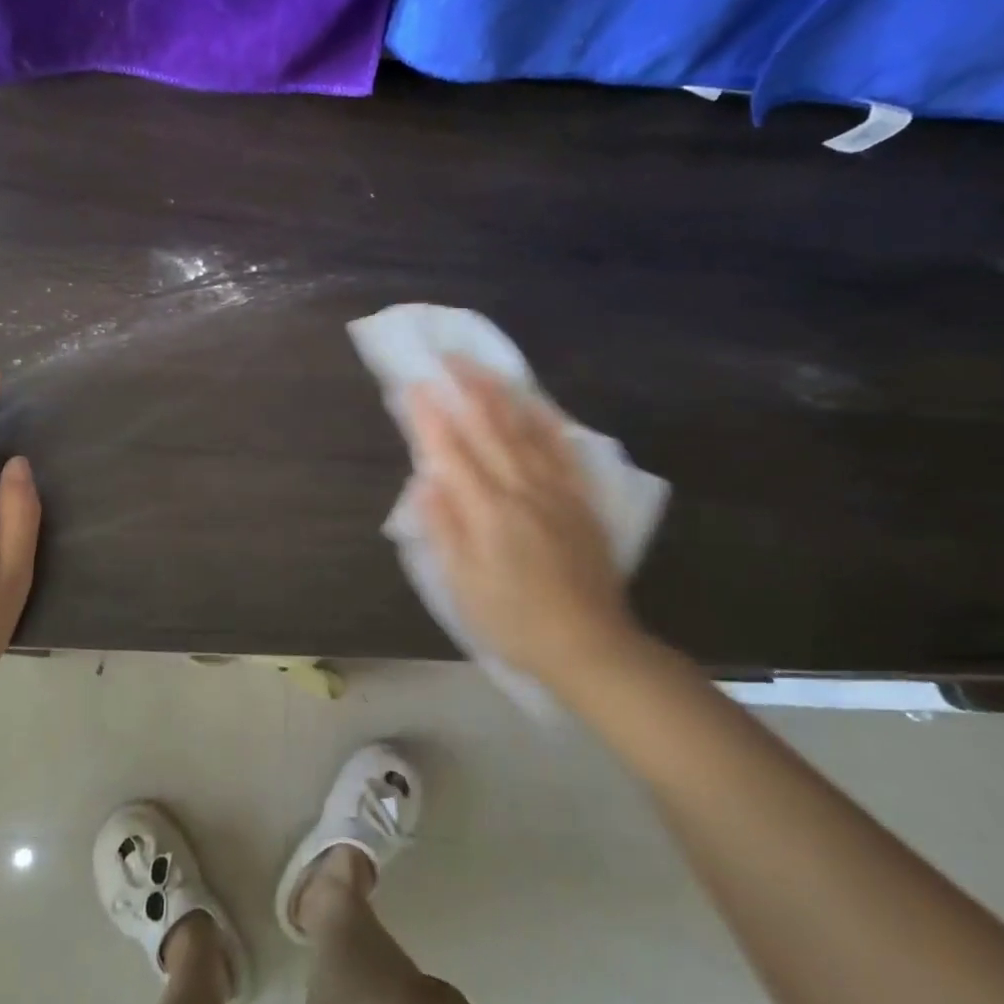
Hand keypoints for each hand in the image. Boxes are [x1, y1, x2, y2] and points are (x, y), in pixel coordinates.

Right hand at [407, 359, 644, 694]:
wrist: (589, 646)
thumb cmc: (513, 620)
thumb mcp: (463, 586)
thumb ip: (444, 530)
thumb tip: (426, 481)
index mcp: (487, 512)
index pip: (451, 452)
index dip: (430, 417)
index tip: (413, 385)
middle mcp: (522, 490)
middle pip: (490, 428)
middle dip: (465, 389)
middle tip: (446, 358)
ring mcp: (556, 491)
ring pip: (526, 430)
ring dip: (501, 394)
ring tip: (482, 368)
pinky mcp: (581, 500)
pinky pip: (564, 449)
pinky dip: (547, 421)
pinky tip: (536, 404)